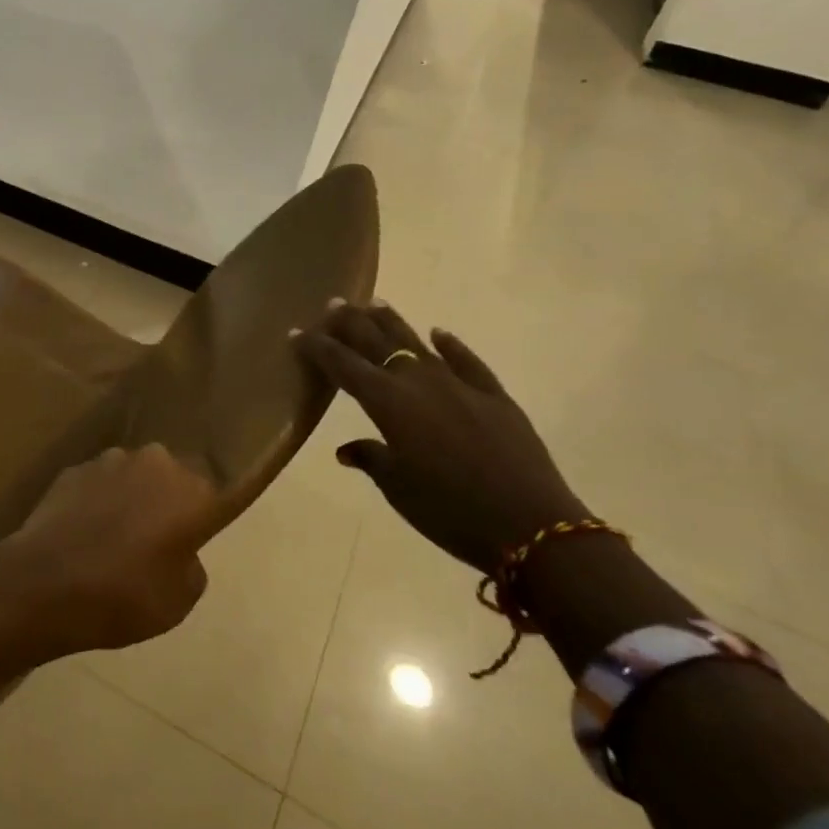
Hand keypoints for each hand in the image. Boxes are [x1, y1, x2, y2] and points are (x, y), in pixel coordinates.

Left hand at [7, 444, 218, 651]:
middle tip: (155, 538)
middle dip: (166, 500)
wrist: (46, 584)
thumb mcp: (180, 600)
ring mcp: (109, 460)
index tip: (195, 534)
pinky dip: (96, 501)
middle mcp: (155, 463)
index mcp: (192, 491)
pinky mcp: (73, 469)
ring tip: (113, 535)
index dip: (205, 515)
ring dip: (129, 496)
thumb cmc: (125, 595)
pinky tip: (83, 532)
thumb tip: (179, 550)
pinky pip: (96, 484)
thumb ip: (190, 565)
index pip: (215, 493)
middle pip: (171, 478)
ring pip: (132, 475)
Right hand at [295, 300, 588, 572]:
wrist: (532, 525)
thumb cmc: (449, 510)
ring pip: (417, 343)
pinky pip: (467, 361)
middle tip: (334, 304)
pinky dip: (451, 345)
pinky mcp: (494, 396)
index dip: (317, 347)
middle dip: (351, 323)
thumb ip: (370, 458)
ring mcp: (459, 385)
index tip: (297, 332)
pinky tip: (439, 333)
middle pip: (377, 342)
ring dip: (392, 322)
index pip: (342, 365)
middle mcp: (418, 382)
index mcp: (388, 403)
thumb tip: (348, 449)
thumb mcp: (398, 488)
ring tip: (374, 303)